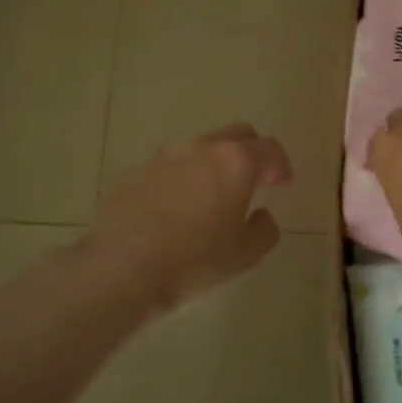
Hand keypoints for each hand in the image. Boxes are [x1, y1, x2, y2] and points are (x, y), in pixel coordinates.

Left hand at [84, 123, 293, 316]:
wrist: (120, 267)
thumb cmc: (192, 261)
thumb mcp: (243, 255)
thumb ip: (263, 230)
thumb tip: (262, 215)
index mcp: (235, 162)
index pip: (269, 149)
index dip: (280, 165)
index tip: (281, 184)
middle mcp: (201, 149)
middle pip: (236, 135)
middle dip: (250, 153)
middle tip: (252, 182)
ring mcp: (164, 157)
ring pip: (200, 148)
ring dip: (213, 165)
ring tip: (211, 197)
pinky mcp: (136, 172)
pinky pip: (170, 167)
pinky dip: (182, 179)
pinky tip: (176, 210)